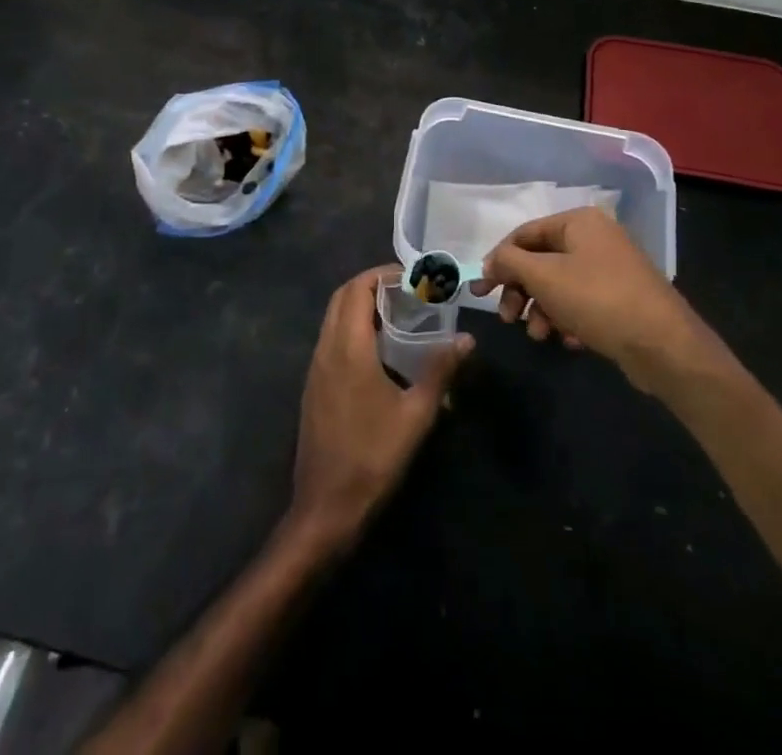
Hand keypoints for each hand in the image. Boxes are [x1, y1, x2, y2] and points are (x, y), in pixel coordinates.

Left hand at [285, 267, 472, 554]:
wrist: (326, 507)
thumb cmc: (373, 457)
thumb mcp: (416, 414)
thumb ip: (440, 370)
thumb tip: (467, 340)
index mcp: (348, 348)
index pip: (357, 289)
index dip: (382, 274)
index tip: (412, 277)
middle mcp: (326, 349)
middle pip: (342, 297)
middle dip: (372, 285)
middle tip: (408, 292)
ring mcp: (315, 369)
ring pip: (334, 318)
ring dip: (361, 306)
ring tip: (399, 316)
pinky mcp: (314, 387)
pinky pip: (331, 339)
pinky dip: (352, 328)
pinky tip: (380, 350)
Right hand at [478, 208, 715, 394]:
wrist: (663, 345)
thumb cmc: (597, 299)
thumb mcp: (544, 277)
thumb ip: (509, 263)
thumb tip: (490, 262)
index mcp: (579, 222)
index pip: (525, 234)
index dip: (499, 260)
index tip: (481, 290)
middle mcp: (596, 238)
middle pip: (541, 261)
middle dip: (521, 291)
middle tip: (508, 318)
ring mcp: (611, 269)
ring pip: (560, 285)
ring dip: (542, 310)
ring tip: (540, 335)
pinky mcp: (621, 299)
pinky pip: (582, 303)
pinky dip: (568, 320)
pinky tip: (569, 341)